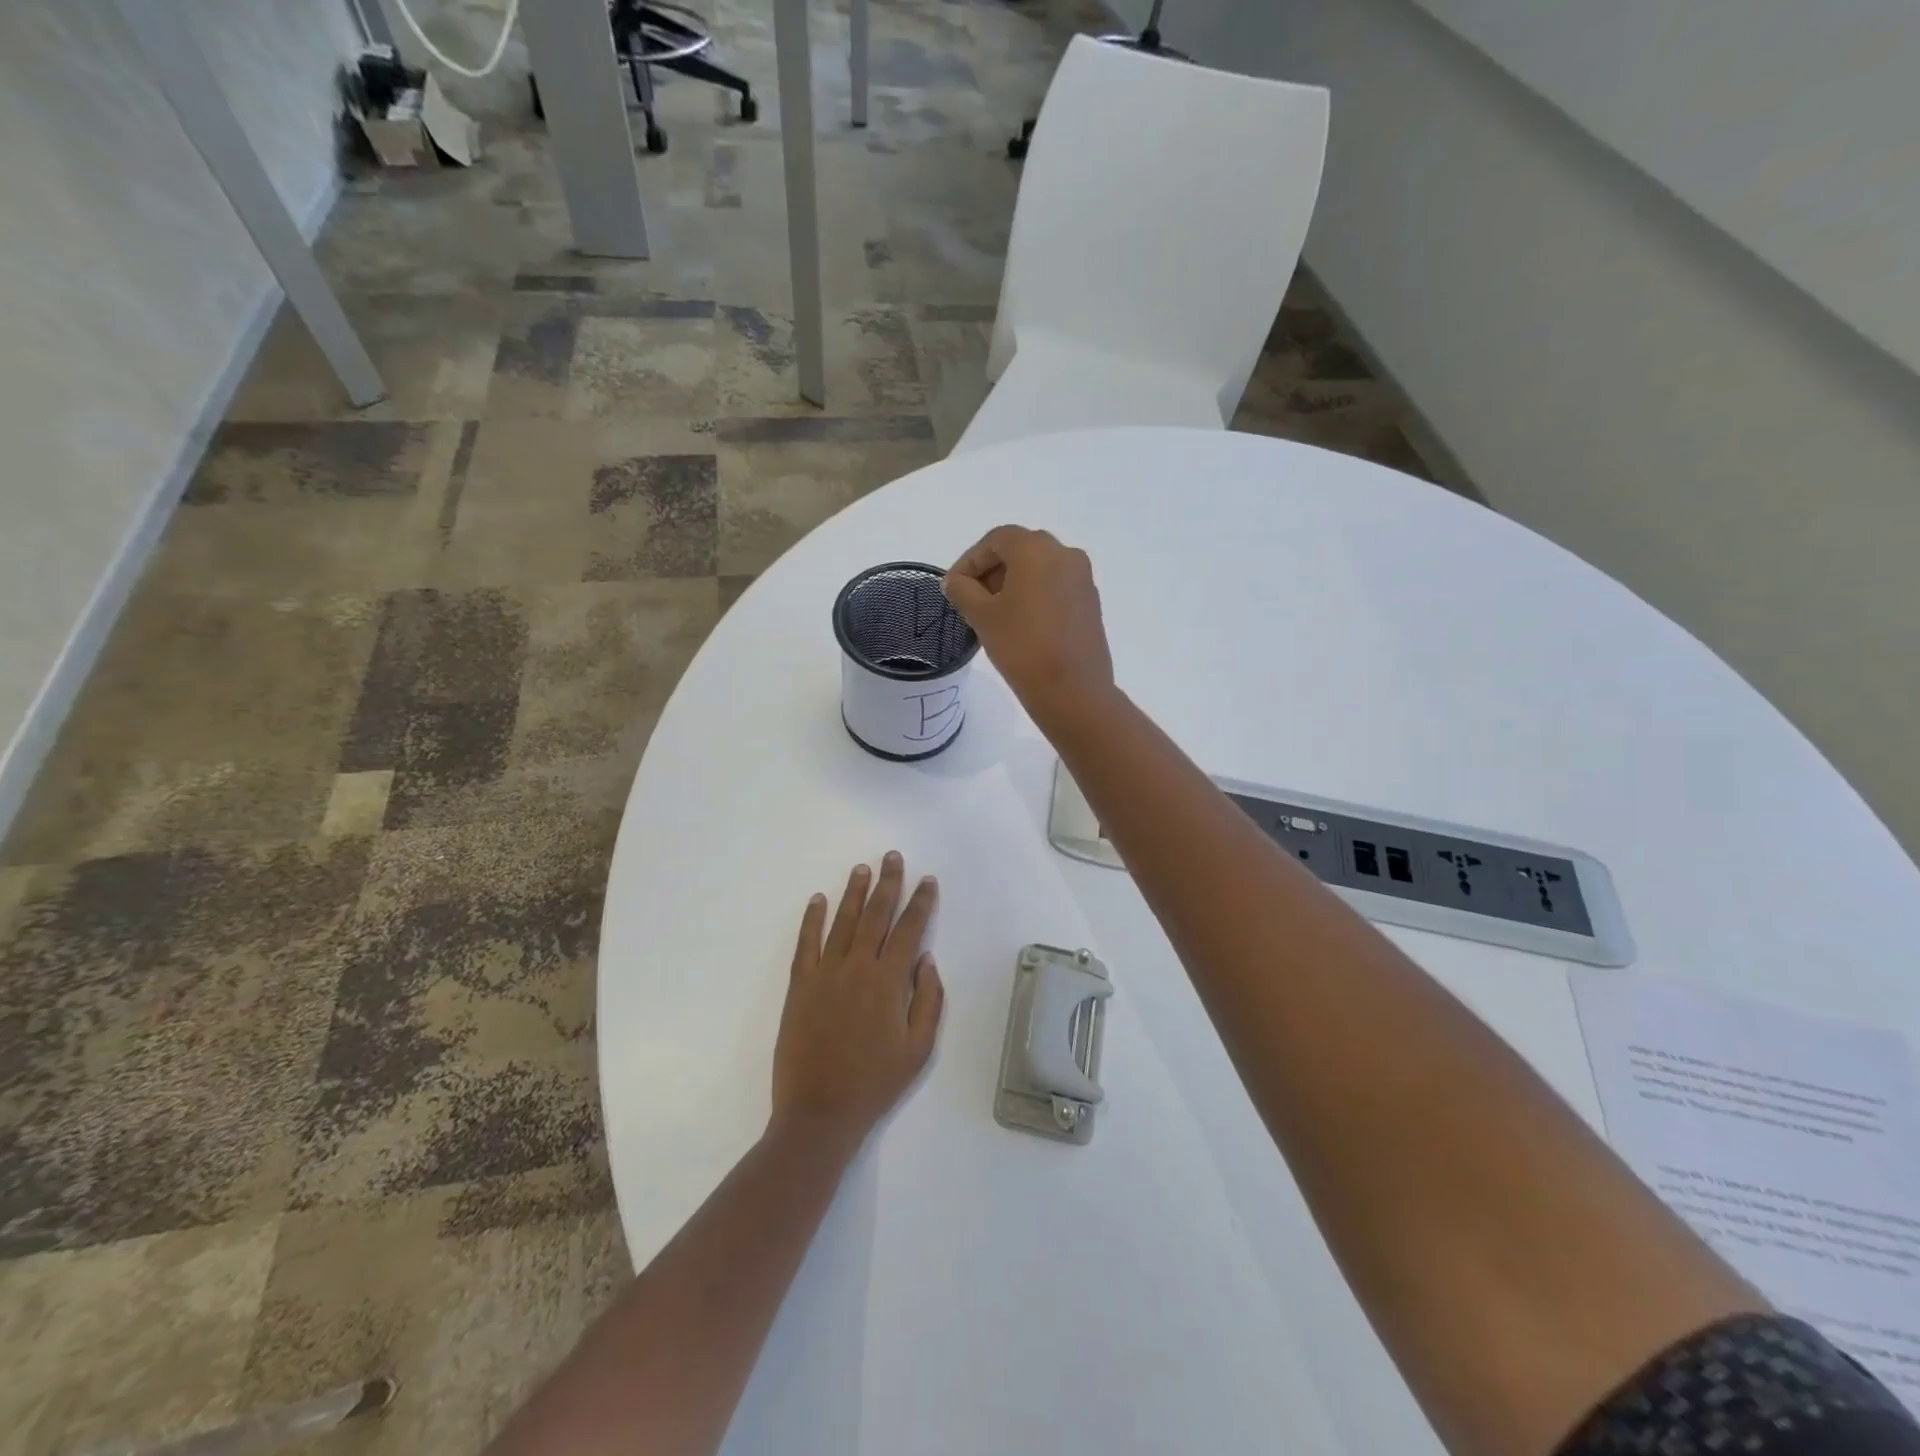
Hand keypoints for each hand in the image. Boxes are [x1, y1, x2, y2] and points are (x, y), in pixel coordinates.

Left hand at [771, 853, 944, 1148]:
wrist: (820, 1112)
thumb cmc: (876, 1083)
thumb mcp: (919, 1048)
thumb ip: (928, 999)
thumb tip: (926, 959)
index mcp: (889, 981)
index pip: (909, 929)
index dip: (920, 902)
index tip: (927, 881)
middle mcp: (857, 967)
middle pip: (876, 915)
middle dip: (888, 883)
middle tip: (893, 857)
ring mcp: (825, 974)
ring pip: (843, 922)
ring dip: (854, 892)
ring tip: (862, 868)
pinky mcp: (800, 986)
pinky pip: (806, 943)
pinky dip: (812, 919)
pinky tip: (817, 900)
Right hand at [943, 525, 1114, 730]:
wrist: (1073, 690)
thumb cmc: (1022, 646)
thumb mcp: (982, 617)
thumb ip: (963, 590)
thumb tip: (956, 581)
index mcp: (1037, 549)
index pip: (996, 540)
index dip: (970, 560)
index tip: (953, 587)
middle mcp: (1065, 554)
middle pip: (1020, 550)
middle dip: (991, 570)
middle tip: (970, 598)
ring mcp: (1082, 578)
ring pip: (1040, 568)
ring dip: (1013, 583)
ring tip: (992, 613)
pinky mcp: (1090, 602)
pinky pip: (1056, 587)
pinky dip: (1034, 595)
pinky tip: (1020, 623)